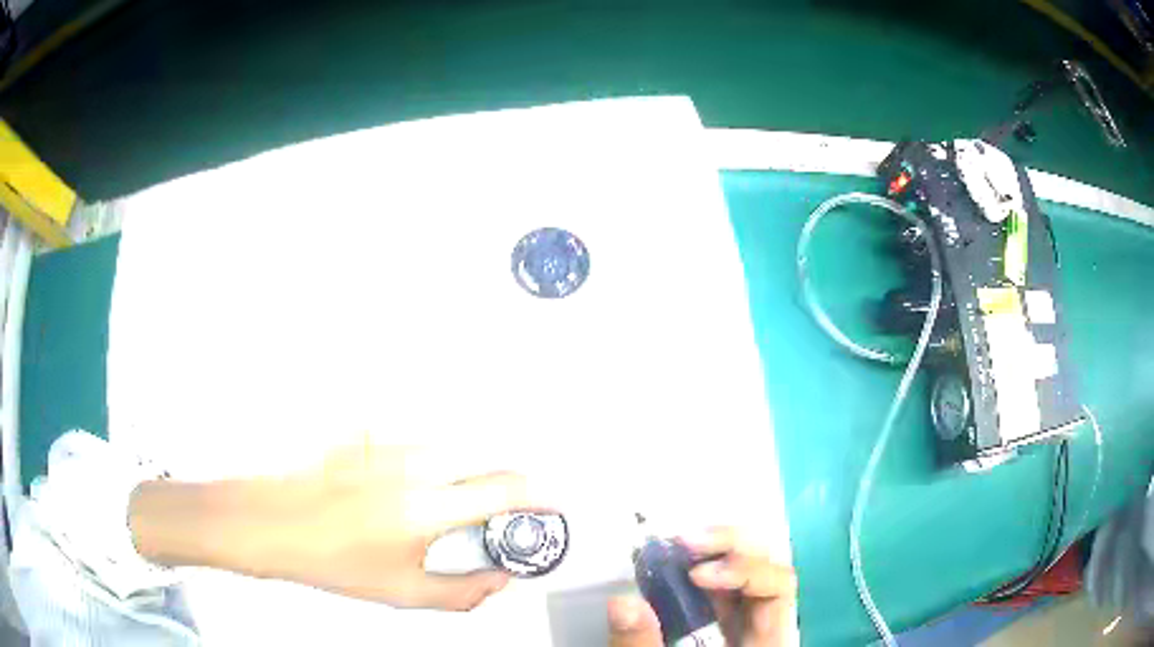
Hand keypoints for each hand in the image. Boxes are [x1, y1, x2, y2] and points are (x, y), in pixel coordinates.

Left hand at [131, 442, 549, 610]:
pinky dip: (430, 464)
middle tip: (498, 516)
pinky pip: (419, 445)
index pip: (506, 490)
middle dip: (504, 489)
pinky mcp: (371, 433)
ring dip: (465, 476)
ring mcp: (389, 444)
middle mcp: (412, 465)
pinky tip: (405, 491)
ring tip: (444, 509)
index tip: (550, 506)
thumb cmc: (325, 556)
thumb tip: (497, 581)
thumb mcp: (402, 592)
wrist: (273, 523)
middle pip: (486, 463)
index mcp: (425, 507)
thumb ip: (463, 592)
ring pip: (453, 451)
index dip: (539, 497)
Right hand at [607, 527, 795, 646]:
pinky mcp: (718, 622)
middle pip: (764, 566)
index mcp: (767, 640)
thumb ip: (644, 646)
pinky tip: (668, 566)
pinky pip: (714, 587)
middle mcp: (761, 622)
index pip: (779, 586)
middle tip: (682, 542)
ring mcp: (740, 621)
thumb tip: (621, 602)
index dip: (745, 569)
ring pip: (740, 571)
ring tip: (671, 548)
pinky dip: (692, 569)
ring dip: (709, 551)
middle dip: (726, 546)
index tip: (697, 574)